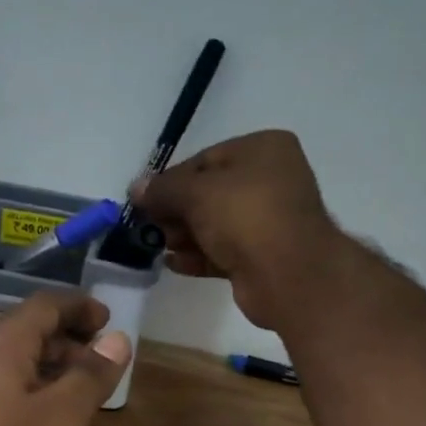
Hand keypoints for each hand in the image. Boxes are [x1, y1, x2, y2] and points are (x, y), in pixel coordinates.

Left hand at [0, 289, 131, 425]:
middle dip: (68, 342)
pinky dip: (35, 403)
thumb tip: (117, 338)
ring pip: (15, 372)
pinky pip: (5, 402)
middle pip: (26, 337)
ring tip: (86, 396)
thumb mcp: (61, 418)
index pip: (42, 307)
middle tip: (104, 362)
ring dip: (53, 374)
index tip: (109, 319)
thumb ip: (90, 376)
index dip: (78, 306)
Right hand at [131, 129, 339, 330]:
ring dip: (185, 234)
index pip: (205, 158)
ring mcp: (270, 220)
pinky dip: (199, 256)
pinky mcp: (264, 256)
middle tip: (149, 226)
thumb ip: (162, 189)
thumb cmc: (244, 216)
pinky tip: (173, 264)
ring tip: (158, 246)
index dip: (171, 179)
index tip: (144, 200)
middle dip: (176, 210)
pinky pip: (225, 250)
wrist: (289, 275)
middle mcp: (271, 180)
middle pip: (210, 192)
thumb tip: (136, 188)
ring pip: (216, 223)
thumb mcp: (195, 193)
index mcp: (263, 149)